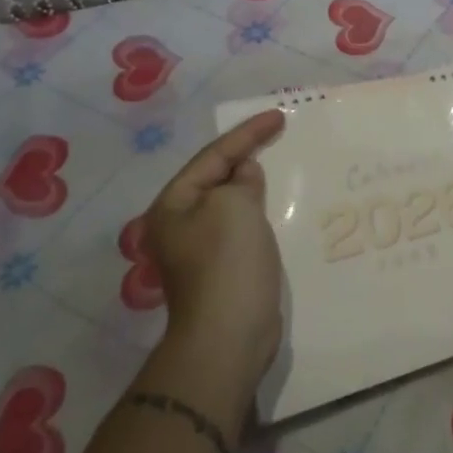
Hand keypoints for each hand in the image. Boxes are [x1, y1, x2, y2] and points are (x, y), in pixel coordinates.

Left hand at [142, 110, 286, 391]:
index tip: (278, 116)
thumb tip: (243, 175)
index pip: (213, 156)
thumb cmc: (227, 263)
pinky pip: (242, 225)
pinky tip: (278, 205)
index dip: (247, 133)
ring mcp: (200, 248)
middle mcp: (179, 224)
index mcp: (172, 205)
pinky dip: (259, 210)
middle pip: (216, 177)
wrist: (228, 336)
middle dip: (246, 155)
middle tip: (278, 135)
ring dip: (253, 184)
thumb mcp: (234, 207)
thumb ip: (240, 180)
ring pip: (230, 202)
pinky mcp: (222, 268)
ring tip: (279, 163)